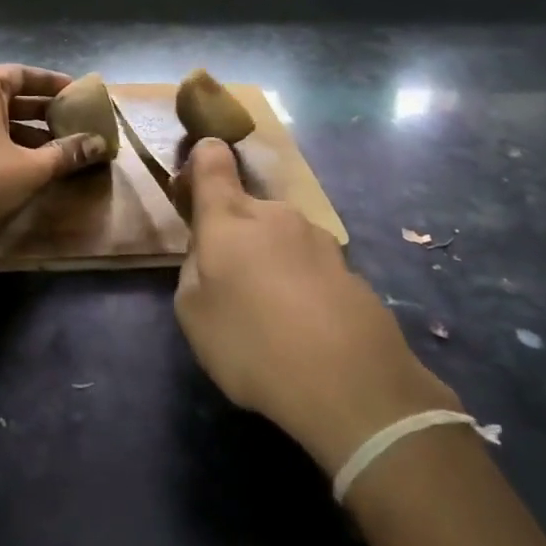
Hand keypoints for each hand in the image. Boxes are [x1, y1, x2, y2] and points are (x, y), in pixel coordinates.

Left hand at [0, 65, 108, 278]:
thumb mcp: (31, 168)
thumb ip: (66, 152)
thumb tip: (99, 143)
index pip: (20, 73)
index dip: (49, 81)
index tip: (74, 91)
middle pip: (6, 95)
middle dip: (40, 109)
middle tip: (70, 119)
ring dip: (24, 130)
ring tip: (55, 147)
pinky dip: (3, 144)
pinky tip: (24, 166)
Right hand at [173, 139, 460, 475]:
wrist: (353, 386)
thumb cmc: (253, 343)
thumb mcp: (193, 314)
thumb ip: (193, 271)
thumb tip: (208, 255)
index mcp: (229, 218)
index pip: (212, 160)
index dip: (202, 160)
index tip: (195, 184)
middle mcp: (275, 214)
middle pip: (247, 210)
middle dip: (236, 237)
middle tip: (233, 286)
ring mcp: (319, 240)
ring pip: (281, 240)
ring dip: (272, 263)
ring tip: (274, 318)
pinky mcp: (352, 270)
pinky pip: (312, 269)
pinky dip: (303, 289)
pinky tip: (307, 332)